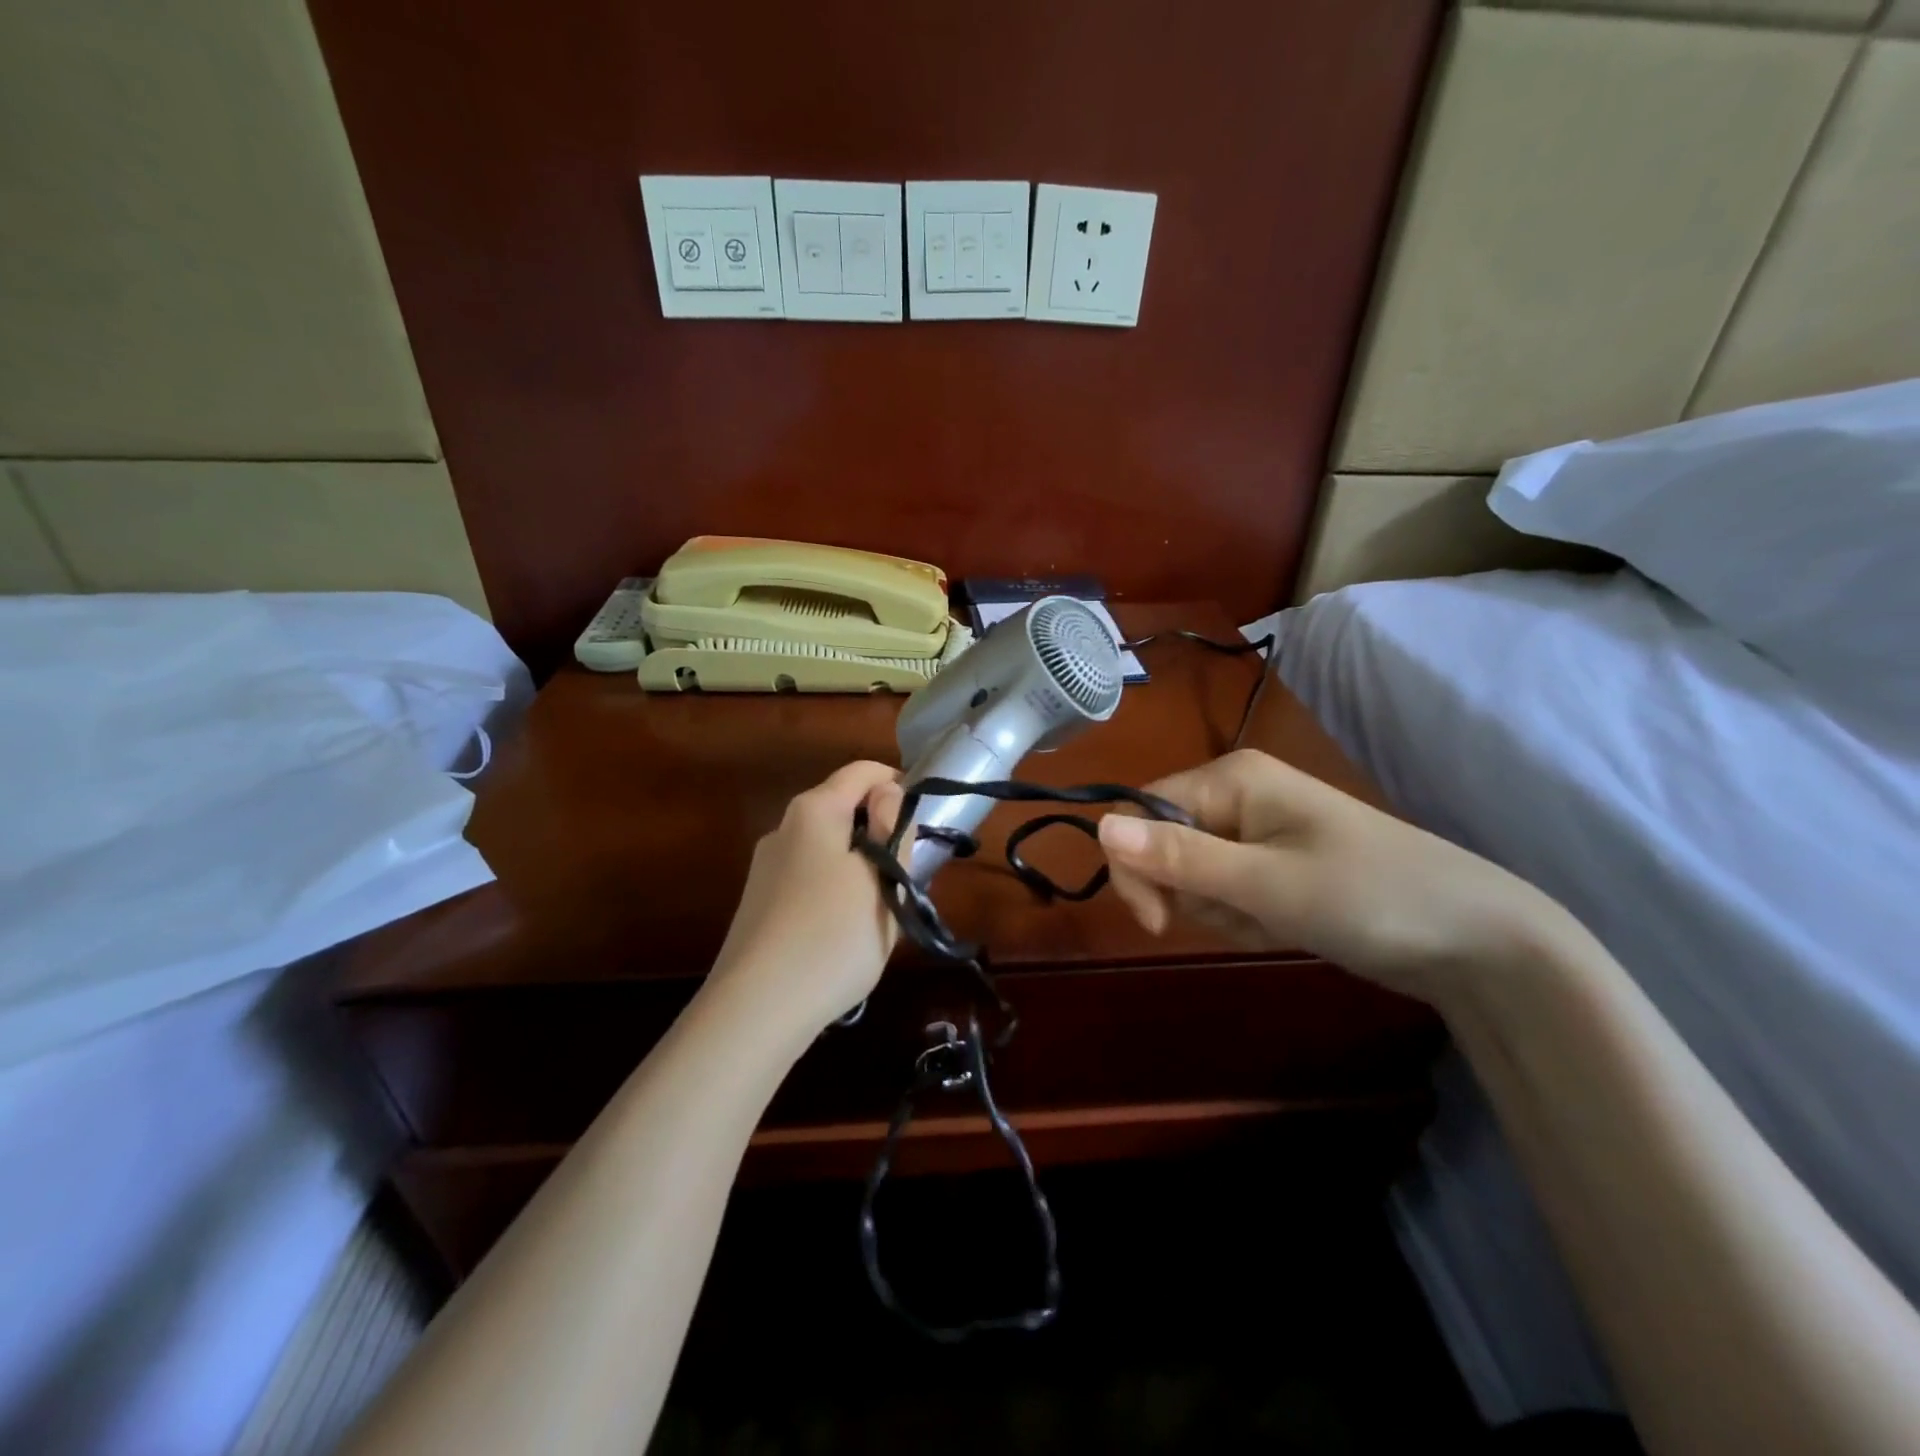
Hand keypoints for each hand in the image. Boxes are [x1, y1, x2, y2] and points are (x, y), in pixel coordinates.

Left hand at [706, 761, 905, 1037]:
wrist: (756, 1010)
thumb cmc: (833, 935)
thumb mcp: (881, 878)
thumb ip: (891, 827)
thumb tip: (887, 792)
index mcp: (813, 810)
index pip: (863, 771)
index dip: (899, 785)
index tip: (923, 825)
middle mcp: (783, 828)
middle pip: (843, 809)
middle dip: (880, 831)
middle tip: (907, 876)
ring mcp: (766, 868)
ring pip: (828, 848)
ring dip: (861, 865)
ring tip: (881, 911)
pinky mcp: (760, 904)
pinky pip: (811, 879)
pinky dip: (837, 890)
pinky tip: (843, 934)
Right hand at [1098, 749, 1568, 1001]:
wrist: (1476, 940)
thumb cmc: (1369, 897)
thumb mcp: (1266, 884)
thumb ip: (1178, 857)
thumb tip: (1098, 827)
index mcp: (1231, 778)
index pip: (1140, 813)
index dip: (1135, 868)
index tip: (1157, 923)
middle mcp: (1236, 795)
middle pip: (1163, 846)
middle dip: (1192, 894)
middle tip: (1246, 915)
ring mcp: (1257, 831)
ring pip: (1192, 877)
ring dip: (1223, 912)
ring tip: (1278, 921)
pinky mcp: (1273, 864)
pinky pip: (1226, 892)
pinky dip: (1245, 919)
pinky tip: (1287, 926)